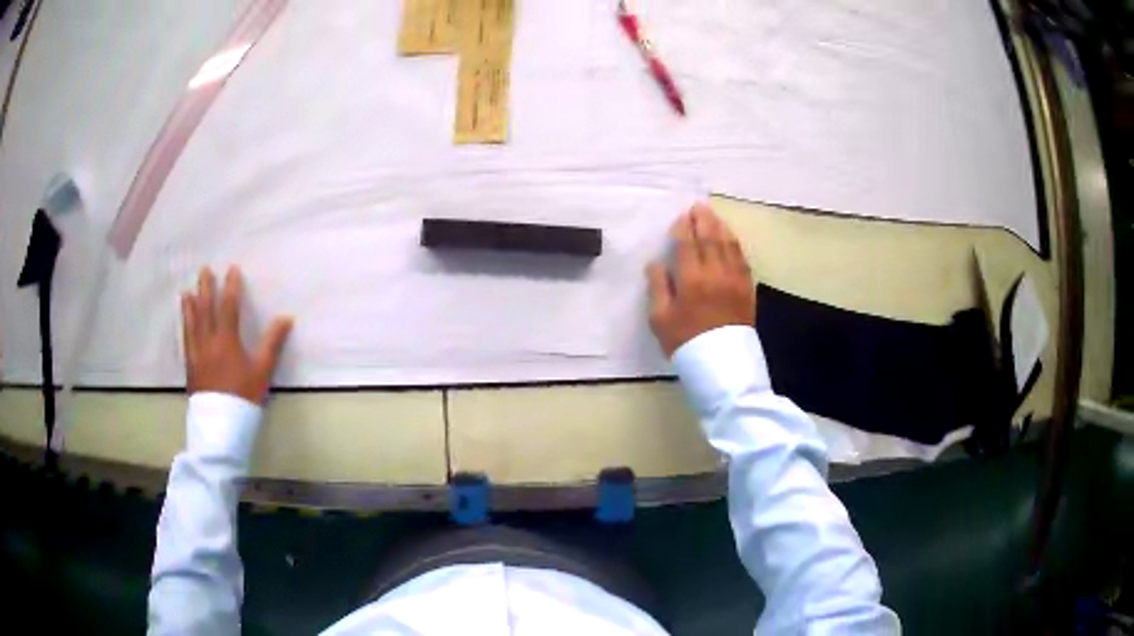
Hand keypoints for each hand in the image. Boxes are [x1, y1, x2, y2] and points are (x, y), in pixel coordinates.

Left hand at [181, 267, 292, 403]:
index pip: (228, 306)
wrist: (221, 424)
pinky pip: (185, 339)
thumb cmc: (244, 395)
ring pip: (191, 323)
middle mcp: (208, 341)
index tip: (232, 269)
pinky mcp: (190, 366)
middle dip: (206, 288)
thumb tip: (286, 318)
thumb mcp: (262, 370)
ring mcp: (196, 353)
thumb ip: (272, 342)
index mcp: (226, 339)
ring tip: (187, 292)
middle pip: (205, 309)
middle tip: (205, 270)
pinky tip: (185, 323)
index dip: (230, 286)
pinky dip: (185, 326)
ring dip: (190, 305)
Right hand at [647, 203, 755, 356]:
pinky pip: (742, 258)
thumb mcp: (660, 319)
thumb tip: (656, 263)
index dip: (683, 228)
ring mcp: (735, 279)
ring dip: (720, 227)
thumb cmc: (685, 342)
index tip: (681, 217)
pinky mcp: (747, 288)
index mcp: (691, 279)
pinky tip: (730, 239)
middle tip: (698, 206)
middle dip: (703, 220)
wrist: (722, 365)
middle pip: (710, 239)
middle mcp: (715, 273)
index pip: (687, 245)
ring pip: (728, 245)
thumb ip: (658, 287)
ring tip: (713, 216)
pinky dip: (734, 244)